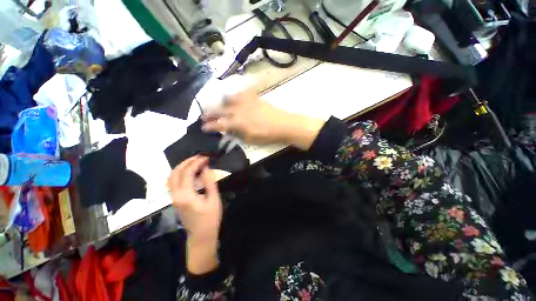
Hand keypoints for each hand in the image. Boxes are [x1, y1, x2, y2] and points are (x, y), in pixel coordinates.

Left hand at [169, 156, 221, 273]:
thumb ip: (209, 182)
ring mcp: (174, 197)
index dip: (196, 162)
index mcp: (186, 195)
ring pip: (171, 177)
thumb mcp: (213, 199)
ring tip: (194, 161)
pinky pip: (173, 182)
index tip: (206, 158)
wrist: (201, 236)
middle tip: (200, 157)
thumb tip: (206, 168)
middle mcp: (176, 195)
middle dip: (187, 161)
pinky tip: (189, 171)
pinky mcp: (175, 199)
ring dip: (182, 166)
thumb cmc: (210, 218)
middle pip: (176, 172)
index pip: (187, 172)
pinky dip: (180, 173)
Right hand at [202, 90, 325, 149]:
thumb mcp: (251, 139)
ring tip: (218, 105)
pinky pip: (242, 93)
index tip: (204, 127)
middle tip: (204, 115)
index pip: (219, 124)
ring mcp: (246, 103)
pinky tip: (234, 96)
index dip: (210, 126)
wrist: (283, 125)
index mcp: (238, 123)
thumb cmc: (267, 135)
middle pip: (220, 110)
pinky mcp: (254, 98)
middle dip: (209, 113)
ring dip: (221, 102)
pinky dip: (235, 95)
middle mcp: (239, 111)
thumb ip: (238, 134)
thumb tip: (229, 130)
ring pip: (228, 99)